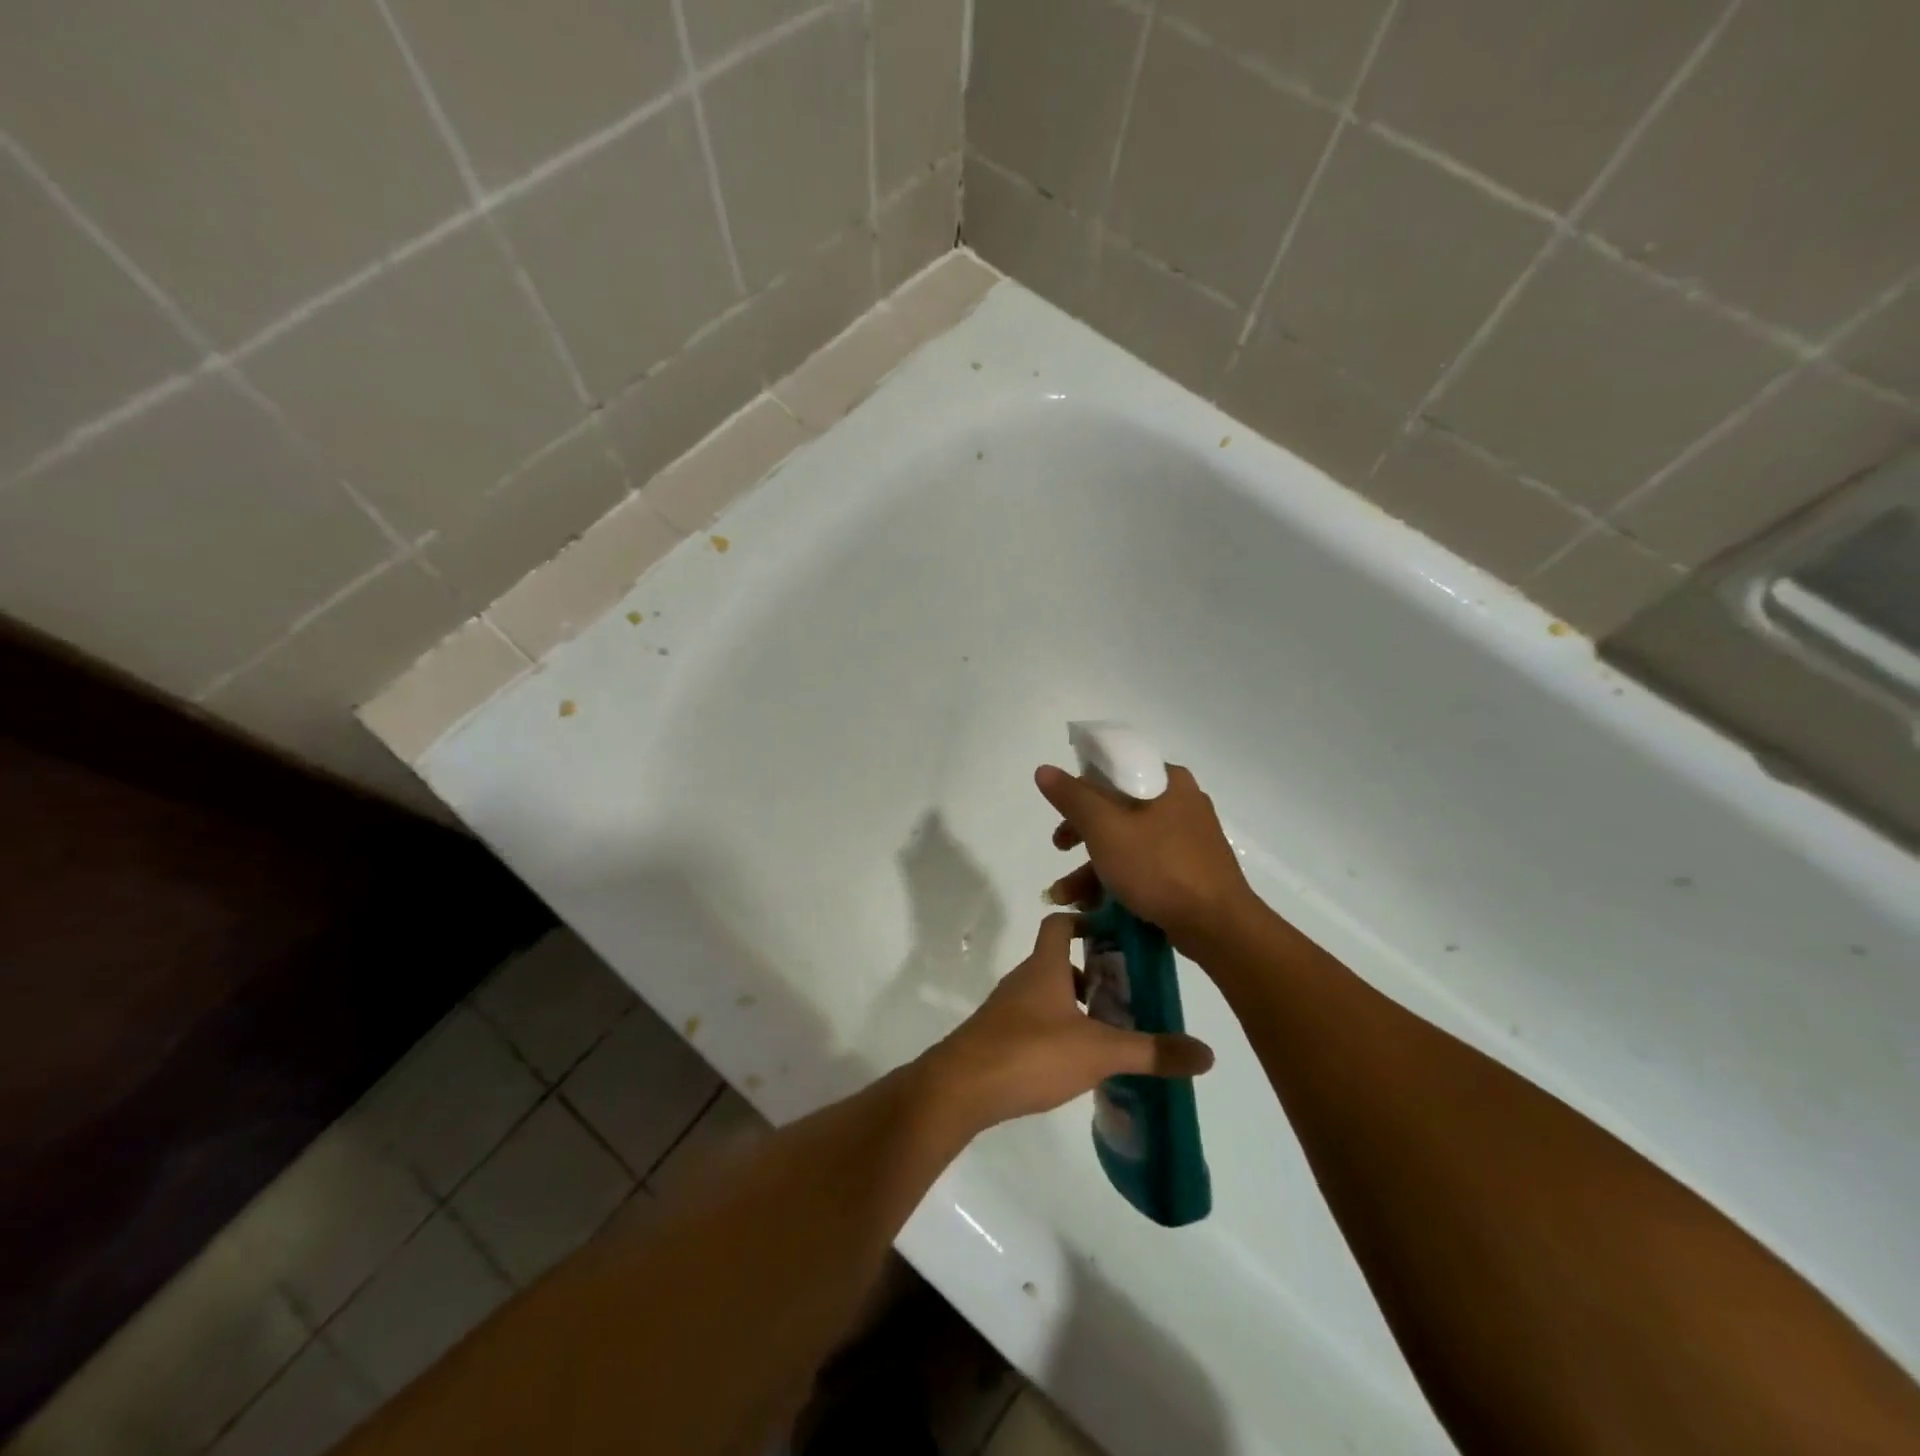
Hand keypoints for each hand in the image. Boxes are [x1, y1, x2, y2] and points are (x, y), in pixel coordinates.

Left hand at [922, 913, 1213, 1130]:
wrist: (961, 1088)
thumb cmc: (1031, 1052)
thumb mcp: (1100, 1052)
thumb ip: (1152, 1052)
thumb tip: (1207, 1054)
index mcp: (1045, 966)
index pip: (1060, 923)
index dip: (1085, 920)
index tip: (1116, 935)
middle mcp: (1023, 979)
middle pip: (1057, 960)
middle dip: (1092, 971)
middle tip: (1127, 994)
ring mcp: (1006, 1009)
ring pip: (1046, 992)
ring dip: (1075, 1004)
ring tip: (1109, 1031)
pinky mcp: (996, 1037)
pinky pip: (1032, 1020)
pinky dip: (1056, 1028)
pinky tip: (1075, 1061)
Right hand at [1036, 763, 1255, 952]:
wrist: (1218, 926)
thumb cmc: (1159, 867)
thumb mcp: (1106, 828)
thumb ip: (1073, 798)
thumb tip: (1044, 770)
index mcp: (1167, 781)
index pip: (1114, 769)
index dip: (1081, 789)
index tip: (1062, 814)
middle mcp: (1181, 802)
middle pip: (1117, 808)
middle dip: (1081, 835)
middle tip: (1059, 849)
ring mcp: (1188, 839)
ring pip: (1128, 842)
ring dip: (1092, 867)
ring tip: (1065, 896)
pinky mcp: (1191, 871)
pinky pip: (1144, 866)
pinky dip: (1117, 880)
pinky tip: (1093, 907)